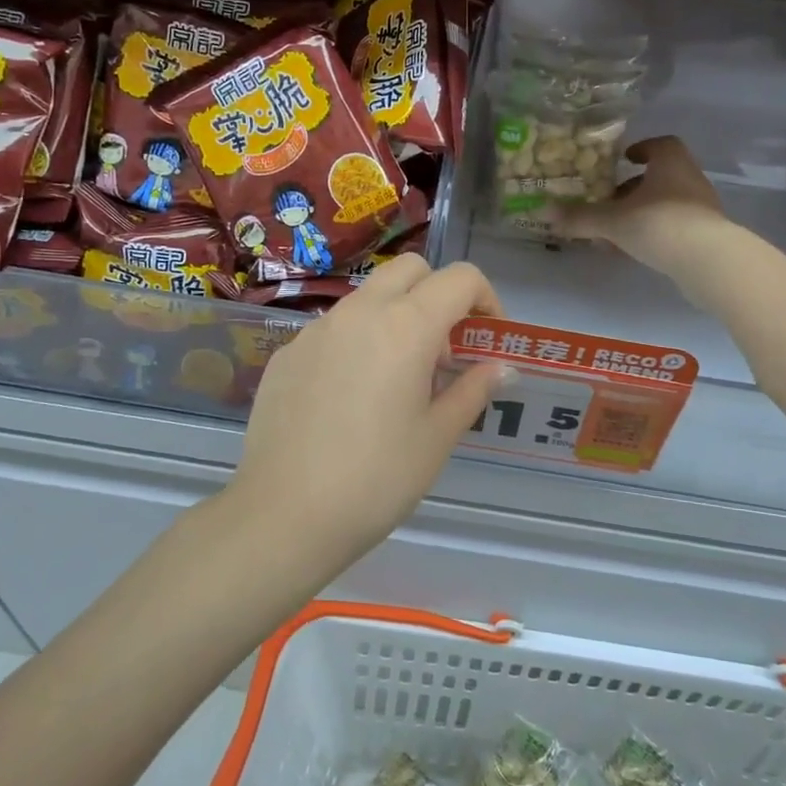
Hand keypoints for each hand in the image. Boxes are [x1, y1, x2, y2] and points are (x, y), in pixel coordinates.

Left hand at [225, 255, 509, 570]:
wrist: (284, 515)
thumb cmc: (376, 479)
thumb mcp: (437, 438)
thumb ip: (472, 390)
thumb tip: (502, 367)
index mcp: (405, 326)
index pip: (460, 279)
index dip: (486, 299)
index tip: (487, 339)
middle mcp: (359, 312)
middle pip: (411, 271)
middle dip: (438, 295)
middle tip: (443, 352)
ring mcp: (316, 330)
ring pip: (368, 297)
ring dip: (396, 317)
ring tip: (397, 379)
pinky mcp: (288, 353)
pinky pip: (333, 329)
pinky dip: (357, 342)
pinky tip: (350, 398)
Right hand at [557, 136, 732, 285]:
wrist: (708, 261)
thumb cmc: (658, 224)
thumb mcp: (612, 221)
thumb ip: (580, 217)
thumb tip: (543, 212)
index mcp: (671, 162)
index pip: (660, 145)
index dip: (641, 149)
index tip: (624, 159)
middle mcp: (690, 179)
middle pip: (661, 176)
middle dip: (635, 187)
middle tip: (611, 200)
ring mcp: (702, 208)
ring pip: (667, 203)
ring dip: (643, 212)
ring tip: (617, 231)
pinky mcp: (707, 235)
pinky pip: (675, 227)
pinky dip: (655, 233)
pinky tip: (636, 250)